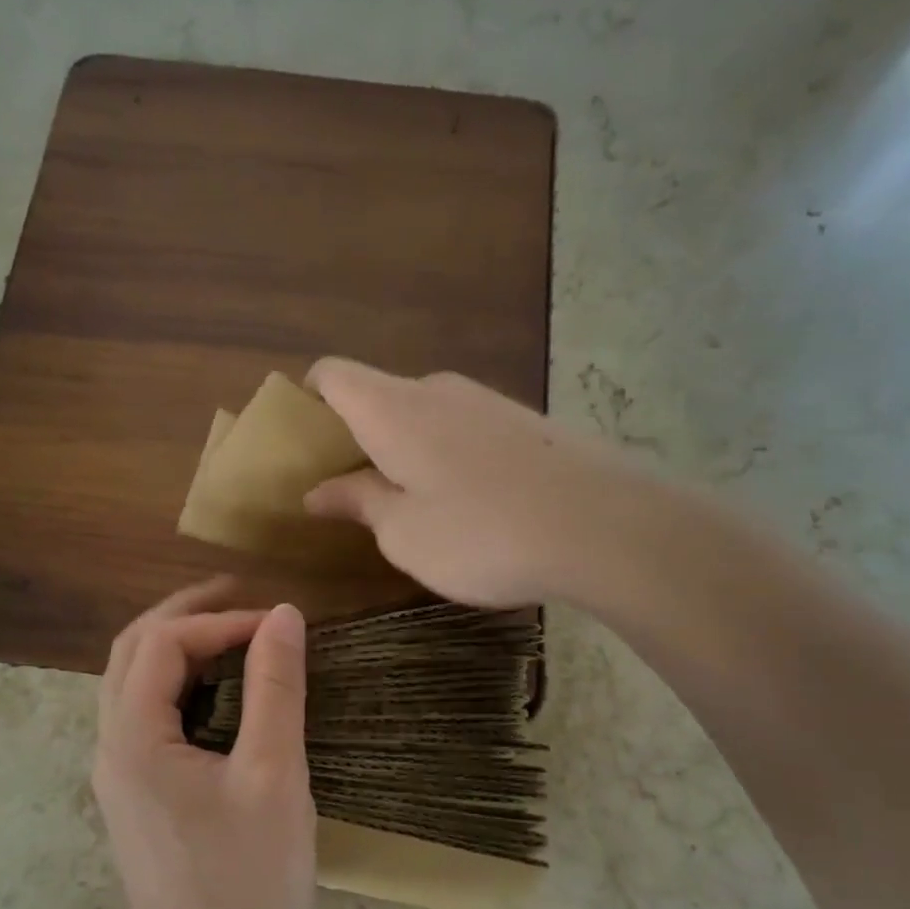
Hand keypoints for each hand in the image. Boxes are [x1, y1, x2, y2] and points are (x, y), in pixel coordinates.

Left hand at [93, 579, 316, 908]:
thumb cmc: (249, 882)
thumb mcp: (273, 775)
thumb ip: (275, 688)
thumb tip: (283, 615)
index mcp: (132, 739)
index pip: (162, 643)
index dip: (219, 620)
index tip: (279, 625)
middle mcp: (109, 750)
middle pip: (130, 654)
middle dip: (183, 616)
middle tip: (239, 597)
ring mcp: (117, 779)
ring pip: (132, 686)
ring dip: (176, 649)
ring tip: (230, 633)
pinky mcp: (135, 801)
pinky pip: (145, 720)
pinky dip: (178, 688)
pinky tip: (218, 694)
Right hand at [304, 359, 628, 606]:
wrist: (609, 527)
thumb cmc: (483, 534)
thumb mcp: (404, 533)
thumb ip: (358, 503)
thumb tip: (318, 490)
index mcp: (392, 410)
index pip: (332, 375)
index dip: (306, 399)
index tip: (301, 445)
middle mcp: (436, 391)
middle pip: (376, 396)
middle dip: (353, 437)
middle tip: (348, 492)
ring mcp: (487, 402)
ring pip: (422, 415)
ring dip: (402, 450)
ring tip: (408, 505)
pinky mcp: (526, 422)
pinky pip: (462, 429)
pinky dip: (444, 456)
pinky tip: (465, 505)